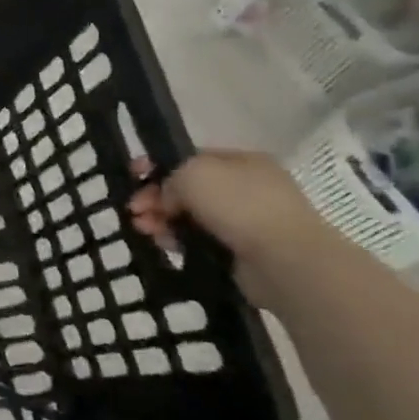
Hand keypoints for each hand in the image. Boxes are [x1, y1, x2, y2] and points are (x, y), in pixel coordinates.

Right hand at [129, 150, 329, 268]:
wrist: (285, 261)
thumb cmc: (240, 205)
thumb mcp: (193, 174)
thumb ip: (170, 178)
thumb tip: (168, 198)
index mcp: (241, 161)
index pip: (190, 158)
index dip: (158, 165)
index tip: (133, 176)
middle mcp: (246, 187)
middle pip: (187, 189)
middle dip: (156, 198)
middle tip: (133, 210)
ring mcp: (247, 221)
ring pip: (191, 217)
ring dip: (162, 220)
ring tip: (143, 230)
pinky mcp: (242, 252)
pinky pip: (200, 241)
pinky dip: (180, 241)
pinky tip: (165, 245)